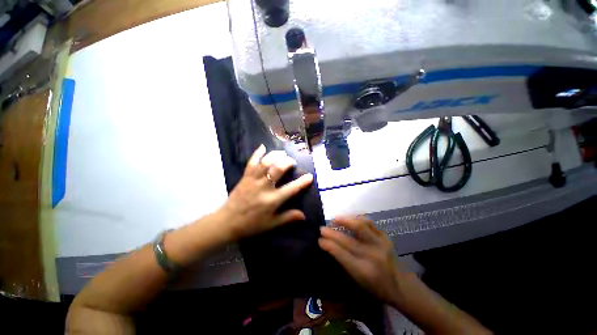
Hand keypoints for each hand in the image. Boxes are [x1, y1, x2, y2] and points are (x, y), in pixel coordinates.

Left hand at [221, 145, 313, 239]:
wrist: (227, 222)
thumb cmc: (251, 224)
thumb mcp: (271, 224)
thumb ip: (288, 217)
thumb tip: (304, 215)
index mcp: (272, 200)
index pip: (291, 189)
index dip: (302, 182)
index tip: (310, 176)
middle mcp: (264, 187)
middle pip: (278, 169)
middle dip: (287, 162)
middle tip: (292, 161)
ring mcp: (253, 180)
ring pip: (265, 163)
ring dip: (275, 155)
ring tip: (282, 153)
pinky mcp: (245, 177)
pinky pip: (251, 162)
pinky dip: (257, 153)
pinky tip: (263, 147)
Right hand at [319, 216, 402, 304]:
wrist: (401, 285)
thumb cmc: (376, 286)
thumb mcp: (357, 281)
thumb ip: (344, 262)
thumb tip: (329, 246)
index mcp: (364, 271)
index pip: (342, 254)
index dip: (329, 245)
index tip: (319, 239)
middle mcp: (373, 256)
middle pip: (348, 240)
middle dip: (332, 233)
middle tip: (322, 228)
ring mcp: (381, 244)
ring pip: (361, 226)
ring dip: (346, 220)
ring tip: (336, 219)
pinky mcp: (385, 237)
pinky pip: (370, 223)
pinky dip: (358, 219)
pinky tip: (351, 219)